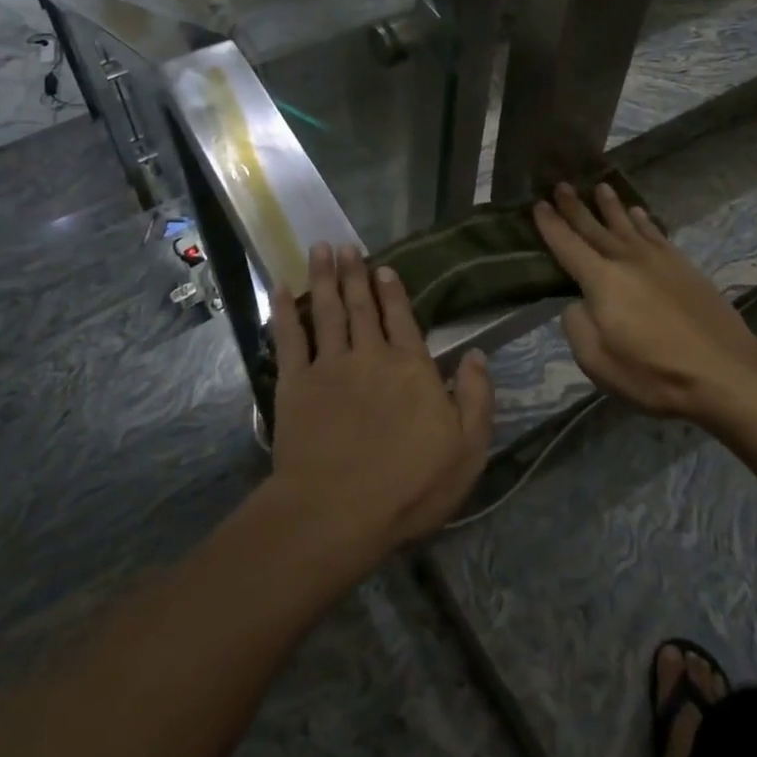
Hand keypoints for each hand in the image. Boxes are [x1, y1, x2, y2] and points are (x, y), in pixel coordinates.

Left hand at [268, 244, 493, 561]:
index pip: (402, 319)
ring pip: (327, 311)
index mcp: (411, 368)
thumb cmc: (410, 486)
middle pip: (362, 307)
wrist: (339, 510)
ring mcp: (329, 367)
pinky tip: (280, 288)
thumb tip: (477, 355)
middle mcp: (370, 356)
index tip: (382, 267)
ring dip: (324, 278)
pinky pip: (289, 339)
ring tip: (321, 249)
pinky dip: (283, 311)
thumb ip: (476, 398)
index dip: (392, 292)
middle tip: (346, 246)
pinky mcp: (295, 384)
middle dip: (354, 274)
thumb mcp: (467, 449)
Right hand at [532, 183, 756, 423]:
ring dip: (611, 206)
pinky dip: (644, 221)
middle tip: (561, 184)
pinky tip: (639, 213)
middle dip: (575, 206)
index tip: (537, 204)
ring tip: (599, 187)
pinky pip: (656, 234)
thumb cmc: (654, 373)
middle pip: (595, 227)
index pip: (568, 246)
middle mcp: (627, 260)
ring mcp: (659, 260)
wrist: (725, 371)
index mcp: (602, 281)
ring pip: (627, 224)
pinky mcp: (684, 266)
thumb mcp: (597, 362)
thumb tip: (577, 304)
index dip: (551, 225)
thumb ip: (577, 326)